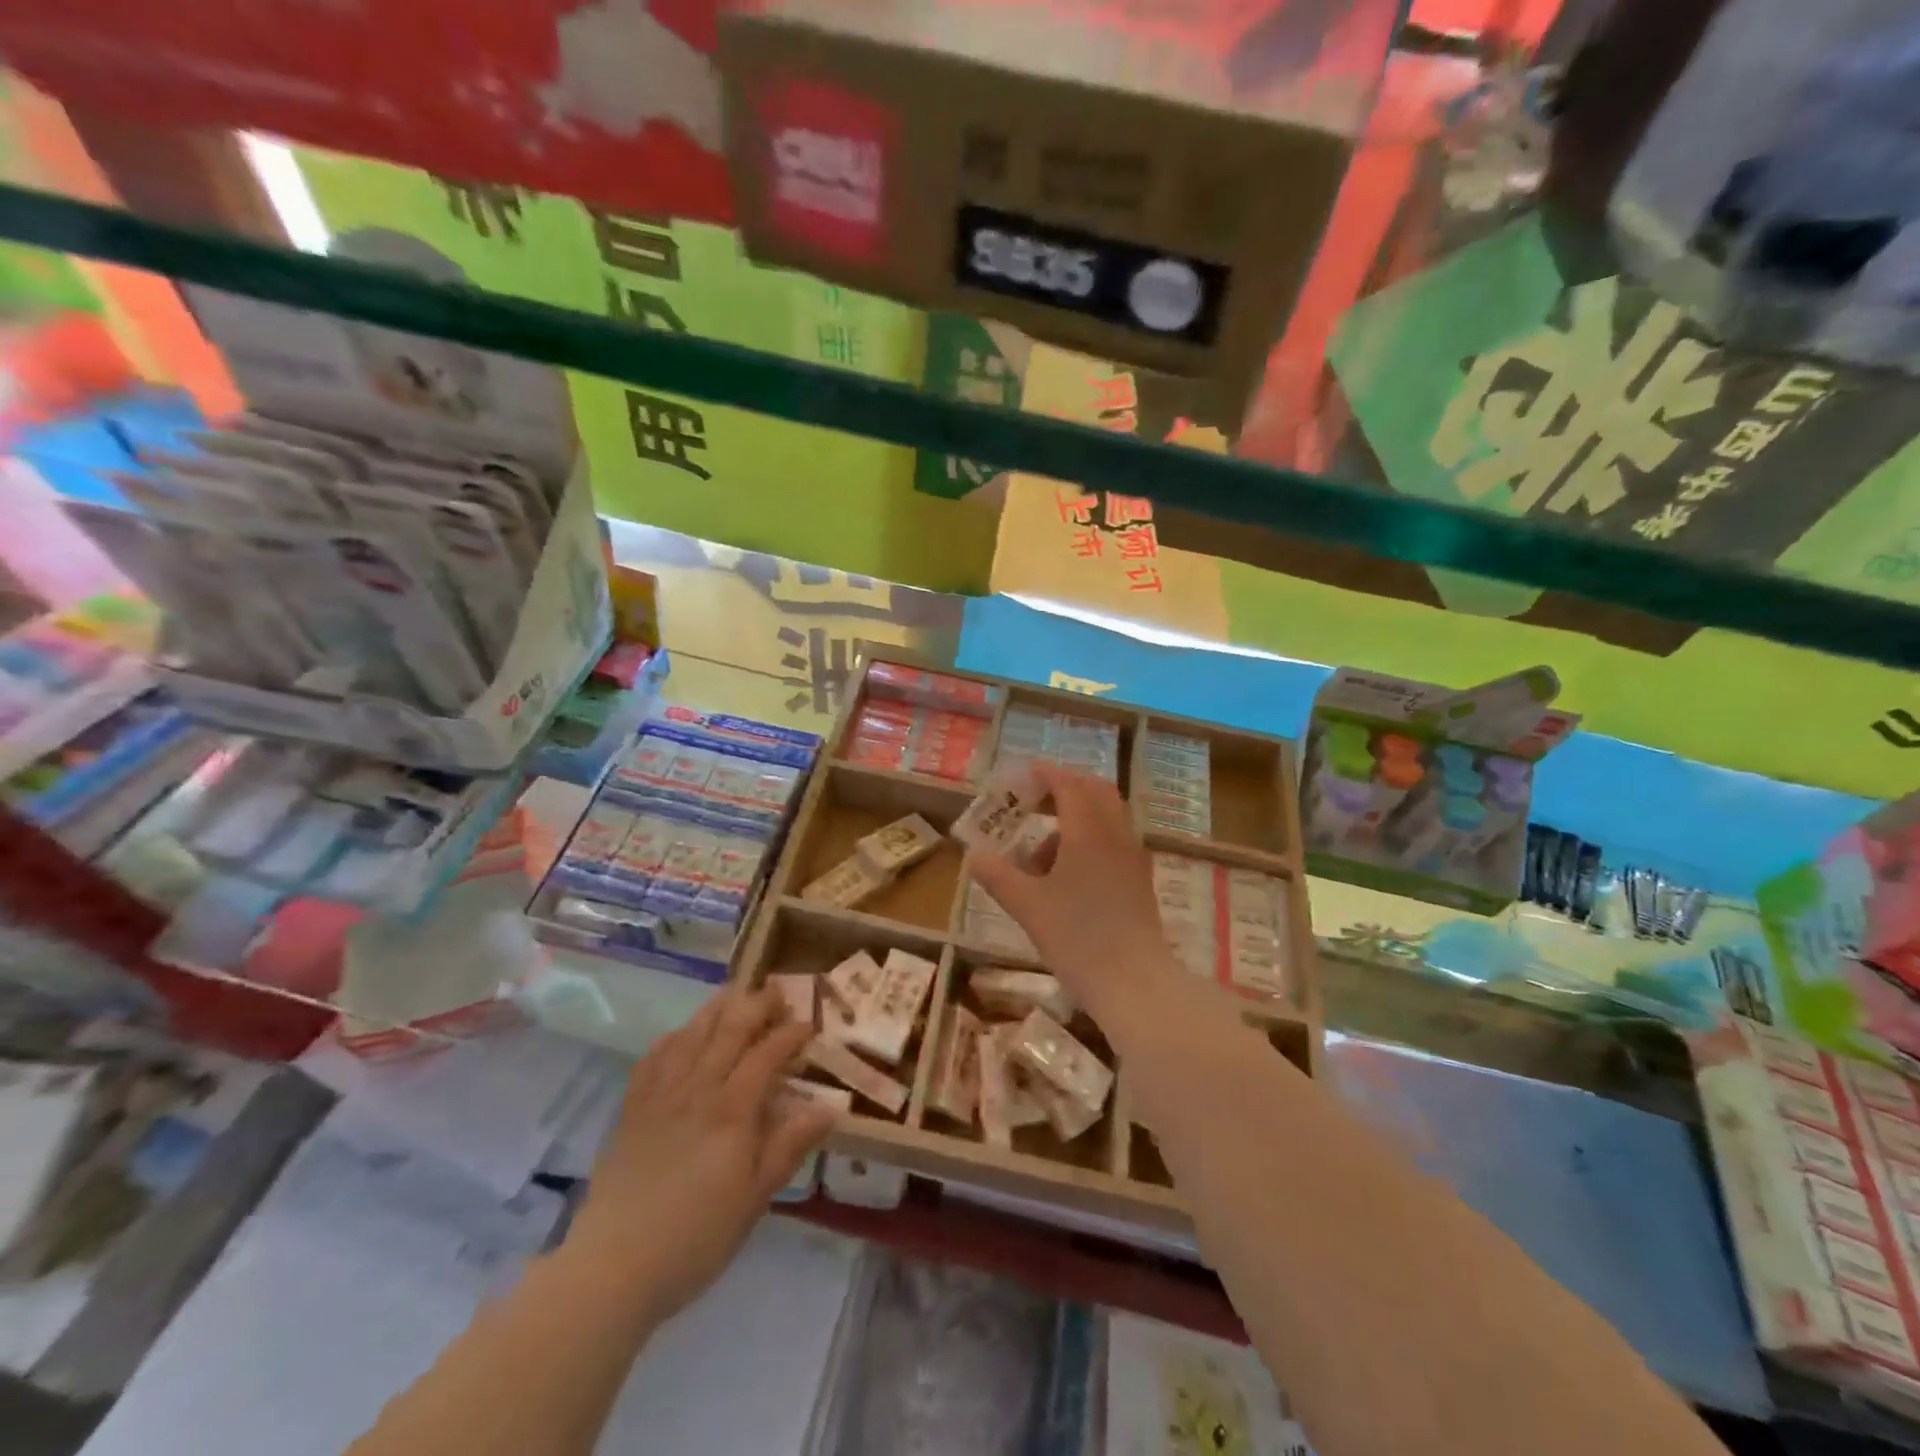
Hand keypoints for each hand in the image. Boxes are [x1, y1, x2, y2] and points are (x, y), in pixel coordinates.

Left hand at [567, 988, 833, 1321]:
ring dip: (716, 1009)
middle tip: (776, 990)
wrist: (613, 1266)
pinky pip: (653, 1058)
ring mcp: (660, 1096)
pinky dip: (672, 1038)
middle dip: (756, 1005)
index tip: (809, 1023)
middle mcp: (697, 1089)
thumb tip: (831, 1106)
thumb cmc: (697, 1236)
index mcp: (732, 1110)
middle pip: (729, 1031)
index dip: (790, 1033)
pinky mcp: (632, 1110)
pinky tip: (681, 1034)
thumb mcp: (755, 1197)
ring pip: (691, 1035)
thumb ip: (790, 1145)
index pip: (767, 1054)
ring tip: (734, 993)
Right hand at [966, 762, 1176, 1019]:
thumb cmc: (1078, 938)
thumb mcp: (1027, 906)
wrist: (1135, 983)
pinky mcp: (1139, 879)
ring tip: (1040, 851)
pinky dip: (1090, 838)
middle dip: (1064, 788)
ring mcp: (1133, 856)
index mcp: (1088, 832)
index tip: (1020, 775)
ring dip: (1075, 816)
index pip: (1068, 784)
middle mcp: (1116, 834)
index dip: (1044, 774)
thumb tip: (973, 855)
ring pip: (1107, 816)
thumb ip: (997, 876)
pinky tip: (1067, 874)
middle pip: (1095, 790)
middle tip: (1033, 801)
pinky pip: (1114, 840)